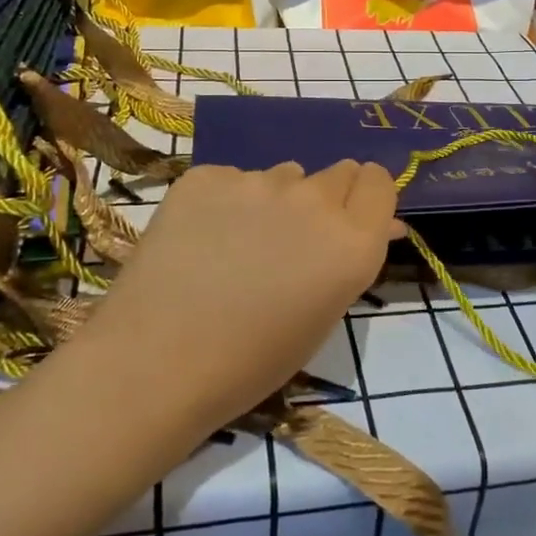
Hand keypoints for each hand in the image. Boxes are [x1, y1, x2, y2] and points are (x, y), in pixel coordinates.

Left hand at [81, 161, 401, 431]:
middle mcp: (314, 199)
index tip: (350, 217)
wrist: (156, 363)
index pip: (380, 182)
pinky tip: (201, 241)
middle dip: (327, 197)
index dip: (367, 197)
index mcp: (352, 240)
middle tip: (294, 238)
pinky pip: (233, 179)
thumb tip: (379, 225)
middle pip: (338, 172)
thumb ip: (351, 257)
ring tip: (239, 246)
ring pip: (284, 175)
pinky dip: (226, 202)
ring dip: (276, 200)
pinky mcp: (207, 175)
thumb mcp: (323, 313)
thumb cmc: (252, 360)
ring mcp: (258, 181)